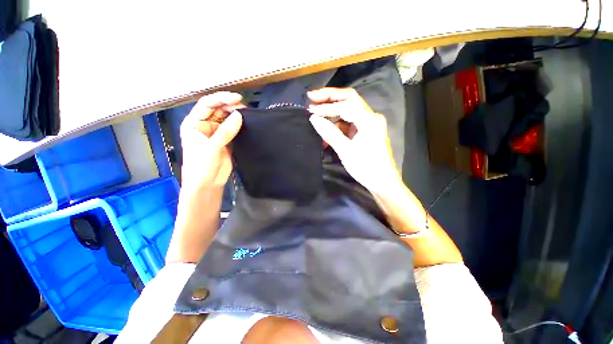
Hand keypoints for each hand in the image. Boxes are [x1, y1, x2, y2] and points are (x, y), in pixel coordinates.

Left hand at [180, 92, 243, 190]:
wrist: (207, 184)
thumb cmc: (201, 167)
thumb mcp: (212, 148)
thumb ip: (225, 131)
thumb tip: (239, 115)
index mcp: (193, 123)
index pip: (206, 104)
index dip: (221, 99)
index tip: (237, 98)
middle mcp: (204, 125)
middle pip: (217, 109)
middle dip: (230, 106)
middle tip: (245, 108)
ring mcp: (215, 132)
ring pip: (226, 118)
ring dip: (235, 115)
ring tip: (248, 114)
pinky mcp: (225, 140)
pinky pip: (232, 128)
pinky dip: (239, 125)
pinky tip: (246, 123)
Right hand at [308, 88, 401, 193]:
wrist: (382, 181)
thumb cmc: (365, 167)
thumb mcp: (345, 150)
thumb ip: (329, 132)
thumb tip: (313, 118)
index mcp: (369, 120)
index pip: (345, 106)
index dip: (326, 107)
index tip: (309, 110)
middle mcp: (371, 116)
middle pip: (349, 99)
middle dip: (330, 97)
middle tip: (312, 96)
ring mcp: (368, 122)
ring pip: (349, 108)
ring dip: (332, 108)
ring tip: (316, 109)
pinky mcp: (365, 129)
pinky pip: (349, 120)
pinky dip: (337, 122)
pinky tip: (326, 126)